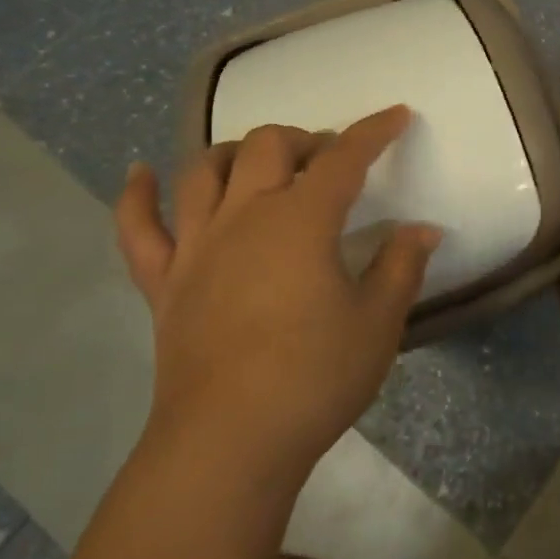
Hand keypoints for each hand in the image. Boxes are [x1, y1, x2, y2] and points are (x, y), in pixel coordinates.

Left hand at [115, 106, 441, 485]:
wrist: (229, 443)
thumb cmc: (315, 379)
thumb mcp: (378, 323)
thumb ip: (401, 267)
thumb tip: (422, 229)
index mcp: (301, 221)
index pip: (344, 158)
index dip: (373, 131)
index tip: (396, 115)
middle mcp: (244, 217)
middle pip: (268, 146)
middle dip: (305, 139)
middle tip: (330, 161)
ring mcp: (196, 247)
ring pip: (204, 171)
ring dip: (236, 153)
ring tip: (260, 162)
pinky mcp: (163, 282)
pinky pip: (138, 228)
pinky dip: (136, 195)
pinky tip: (140, 173)